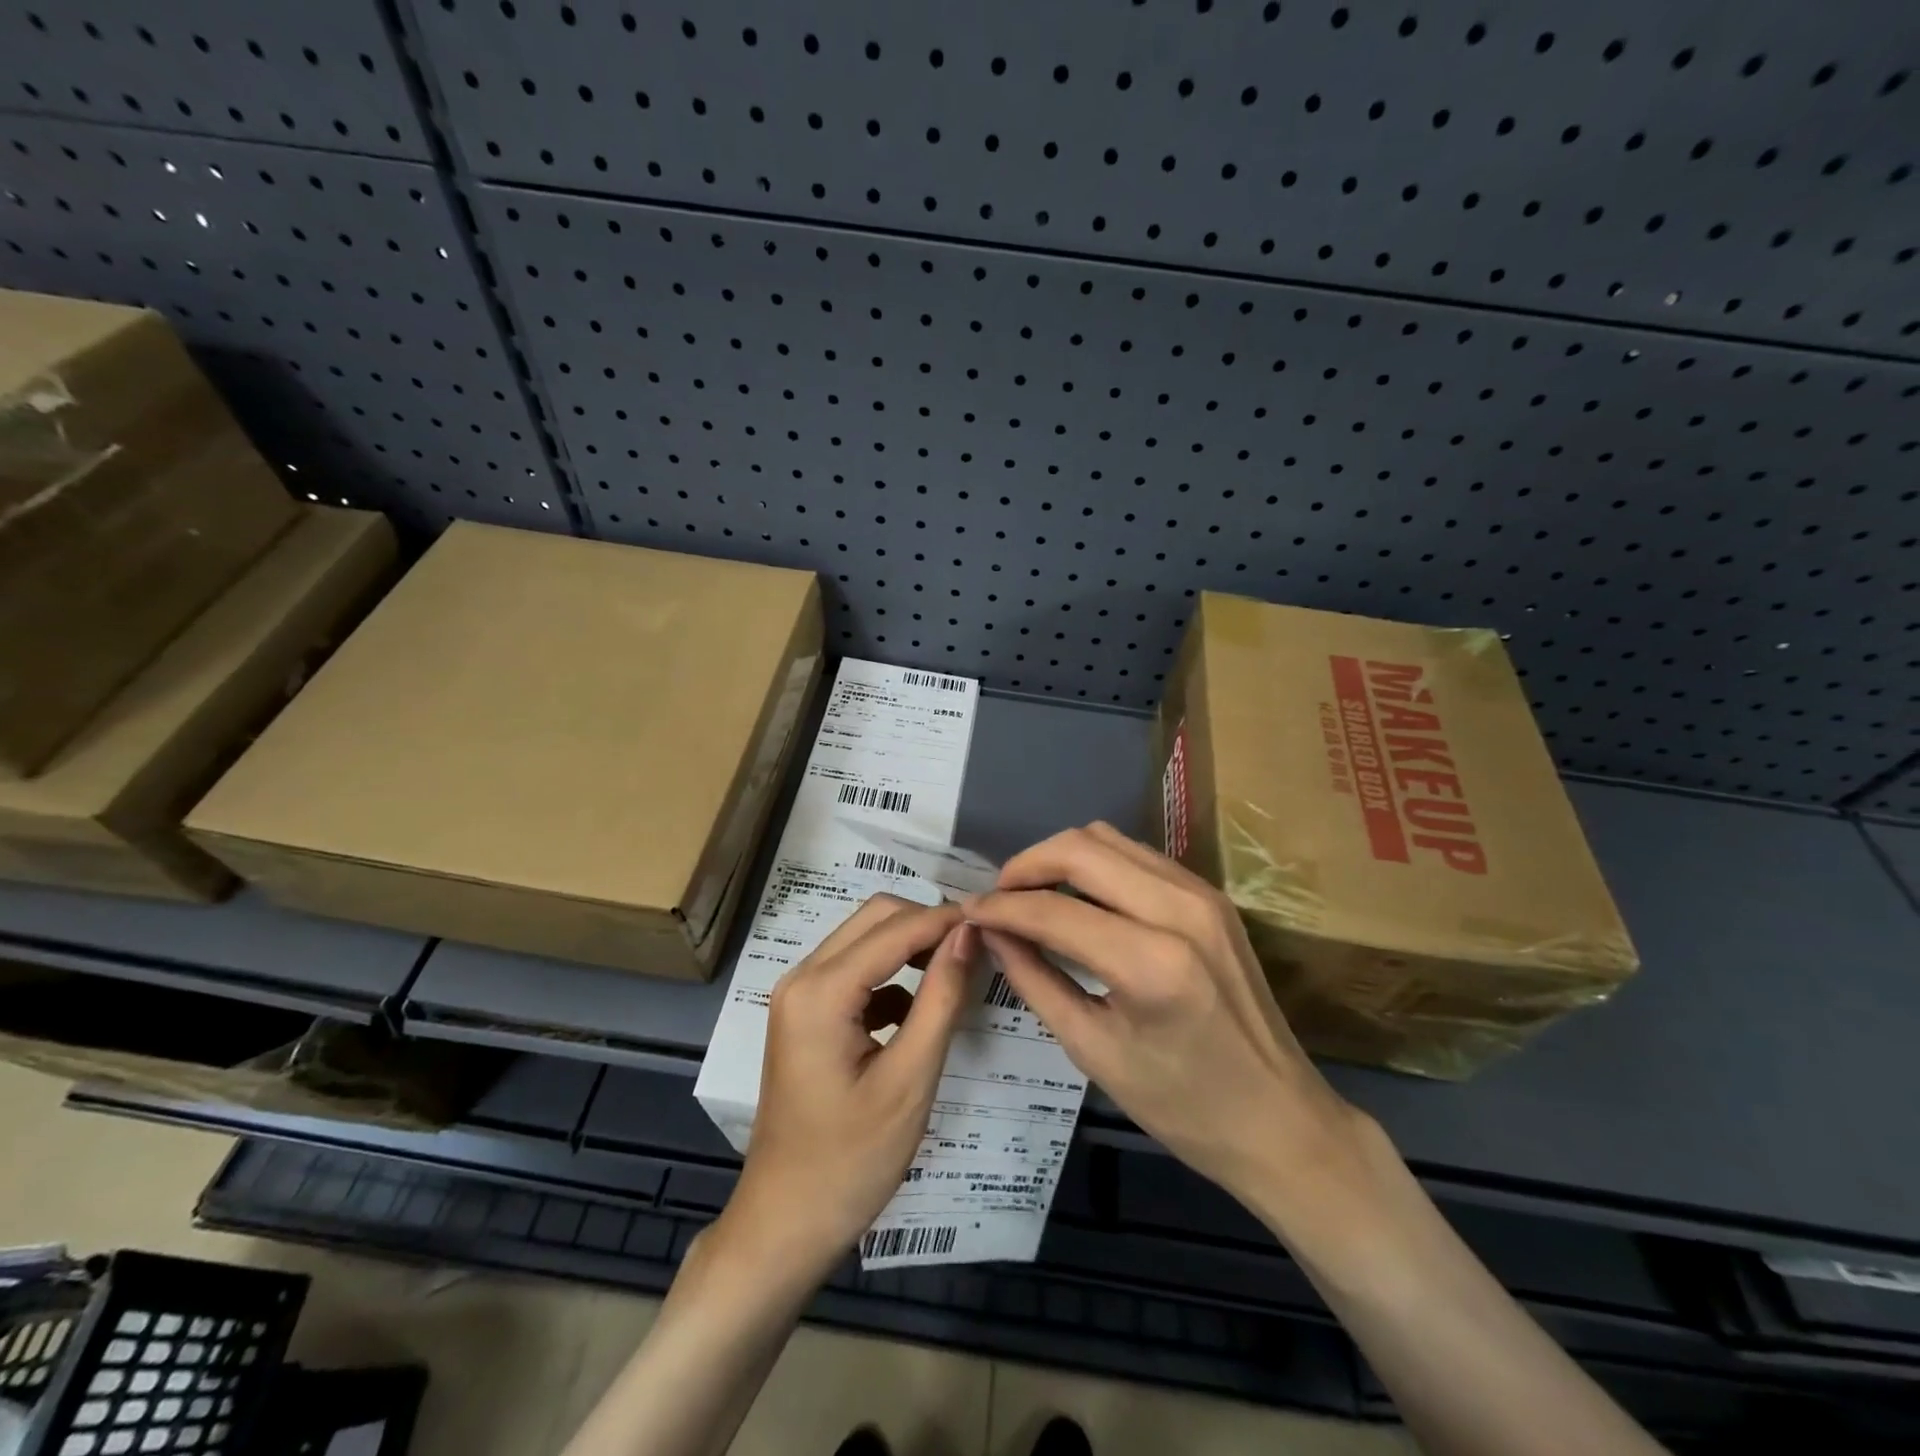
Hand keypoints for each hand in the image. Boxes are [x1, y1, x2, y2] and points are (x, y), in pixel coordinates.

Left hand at [719, 894, 975, 1277]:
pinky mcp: (805, 1014)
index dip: (948, 920)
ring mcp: (799, 994)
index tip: (996, 923)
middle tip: (978, 947)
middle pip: (875, 918)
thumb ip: (941, 997)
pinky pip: (855, 971)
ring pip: (865, 939)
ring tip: (959, 971)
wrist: (786, 1223)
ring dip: (911, 945)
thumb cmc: (851, 1161)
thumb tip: (969, 934)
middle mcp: (802, 977)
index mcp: (820, 991)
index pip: (896, 928)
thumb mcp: (910, 1079)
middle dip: (928, 923)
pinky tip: (919, 1011)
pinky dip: (891, 975)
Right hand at [964, 823, 1381, 1241]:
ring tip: (1031, 895)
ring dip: (1060, 858)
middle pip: (1081, 848)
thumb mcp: (1093, 1050)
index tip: (967, 912)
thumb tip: (990, 932)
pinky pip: (1137, 856)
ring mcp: (1202, 895)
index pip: (1054, 910)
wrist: (1281, 1119)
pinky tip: (1078, 899)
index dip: (1000, 907)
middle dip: (1026, 865)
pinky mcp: (1211, 895)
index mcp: (1152, 963)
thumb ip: (1034, 979)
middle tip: (997, 898)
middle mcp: (1181, 910)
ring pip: (1109, 840)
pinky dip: (1096, 865)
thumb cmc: (1182, 1107)